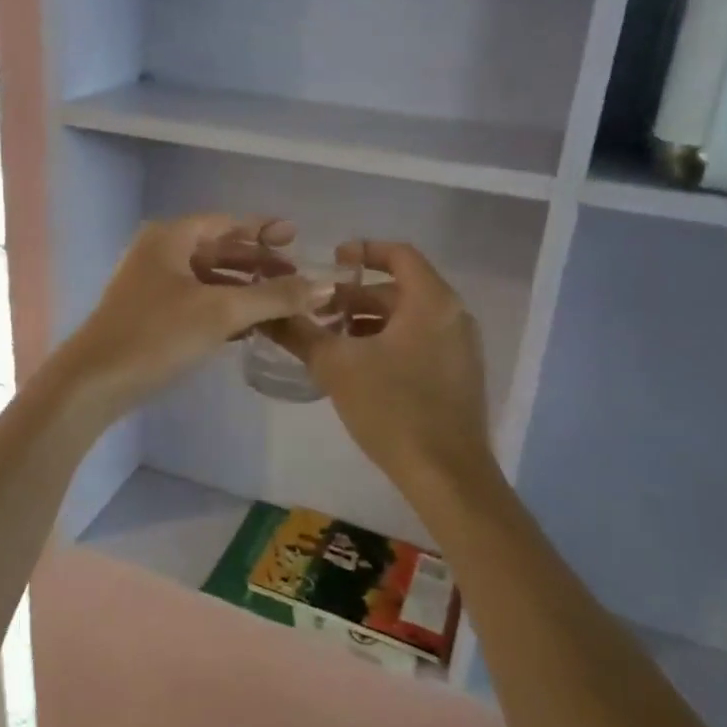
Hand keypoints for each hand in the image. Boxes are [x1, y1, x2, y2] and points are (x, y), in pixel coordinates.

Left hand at [60, 215, 320, 416]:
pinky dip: (224, 308)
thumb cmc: (156, 335)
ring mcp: (152, 285)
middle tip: (296, 275)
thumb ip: (274, 297)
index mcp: (170, 237)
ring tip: (282, 301)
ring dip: (244, 288)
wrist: (95, 382)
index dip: (263, 229)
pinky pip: (197, 302)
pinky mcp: (151, 316)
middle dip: (257, 262)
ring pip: (208, 278)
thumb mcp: (221, 312)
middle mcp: (159, 253)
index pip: (226, 223)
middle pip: (218, 249)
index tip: (296, 237)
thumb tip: (326, 285)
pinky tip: (252, 326)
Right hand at [270, 241, 493, 494]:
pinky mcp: (459, 376)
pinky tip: (358, 367)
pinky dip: (388, 342)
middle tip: (318, 311)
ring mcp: (461, 348)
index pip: (400, 254)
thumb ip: (300, 333)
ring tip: (331, 340)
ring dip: (369, 322)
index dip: (363, 251)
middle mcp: (453, 316)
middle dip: (356, 296)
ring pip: (409, 318)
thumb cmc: (393, 408)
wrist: (446, 475)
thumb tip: (266, 313)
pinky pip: (420, 341)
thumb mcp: (336, 366)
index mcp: (432, 302)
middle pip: (400, 289)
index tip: (331, 261)